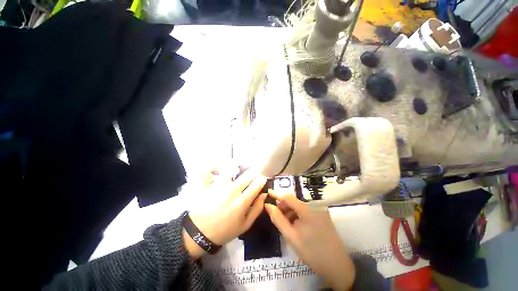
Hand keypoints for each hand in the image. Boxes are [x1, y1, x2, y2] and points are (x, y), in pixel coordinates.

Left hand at [183, 168, 267, 258]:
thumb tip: (264, 194)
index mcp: (242, 201)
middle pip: (248, 174)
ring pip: (231, 169)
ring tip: (235, 172)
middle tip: (252, 175)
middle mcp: (232, 189)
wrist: (199, 234)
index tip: (262, 179)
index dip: (262, 179)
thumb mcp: (245, 225)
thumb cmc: (224, 230)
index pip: (257, 183)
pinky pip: (209, 170)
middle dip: (253, 172)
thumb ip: (257, 208)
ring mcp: (218, 185)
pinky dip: (213, 168)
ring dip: (236, 169)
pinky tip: (218, 171)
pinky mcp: (206, 184)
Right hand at [265, 193, 354, 290]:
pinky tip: (295, 225)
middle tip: (275, 216)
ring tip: (285, 224)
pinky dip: (298, 215)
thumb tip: (268, 206)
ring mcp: (320, 210)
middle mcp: (315, 206)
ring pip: (300, 206)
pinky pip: (306, 211)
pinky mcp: (323, 215)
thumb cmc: (312, 252)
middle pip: (294, 201)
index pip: (288, 197)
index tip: (267, 193)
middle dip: (283, 206)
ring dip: (290, 212)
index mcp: (307, 210)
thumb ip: (278, 219)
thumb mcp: (291, 237)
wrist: (337, 267)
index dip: (277, 194)